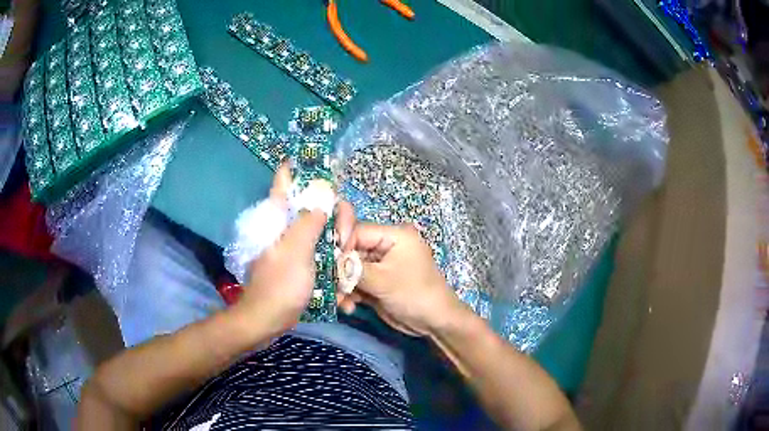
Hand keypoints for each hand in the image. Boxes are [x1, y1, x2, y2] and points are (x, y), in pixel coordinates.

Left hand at [229, 165, 329, 338]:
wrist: (269, 318)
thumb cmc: (280, 284)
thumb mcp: (296, 251)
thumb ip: (309, 221)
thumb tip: (323, 198)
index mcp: (280, 217)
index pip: (284, 181)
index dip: (297, 166)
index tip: (320, 164)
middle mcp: (288, 226)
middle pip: (316, 205)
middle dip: (336, 217)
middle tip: (345, 238)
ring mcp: (298, 245)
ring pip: (324, 230)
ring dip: (339, 242)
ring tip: (347, 260)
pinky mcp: (304, 262)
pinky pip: (324, 252)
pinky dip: (335, 260)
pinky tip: (342, 277)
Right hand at [337, 223, 463, 336]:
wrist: (434, 323)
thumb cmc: (415, 294)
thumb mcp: (383, 280)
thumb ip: (354, 269)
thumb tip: (329, 261)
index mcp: (394, 235)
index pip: (358, 232)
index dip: (341, 247)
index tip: (328, 265)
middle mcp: (386, 247)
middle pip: (352, 251)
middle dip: (340, 271)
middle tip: (331, 288)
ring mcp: (380, 266)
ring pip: (351, 270)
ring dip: (343, 287)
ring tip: (341, 302)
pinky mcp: (376, 283)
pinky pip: (356, 283)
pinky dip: (350, 295)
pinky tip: (349, 307)